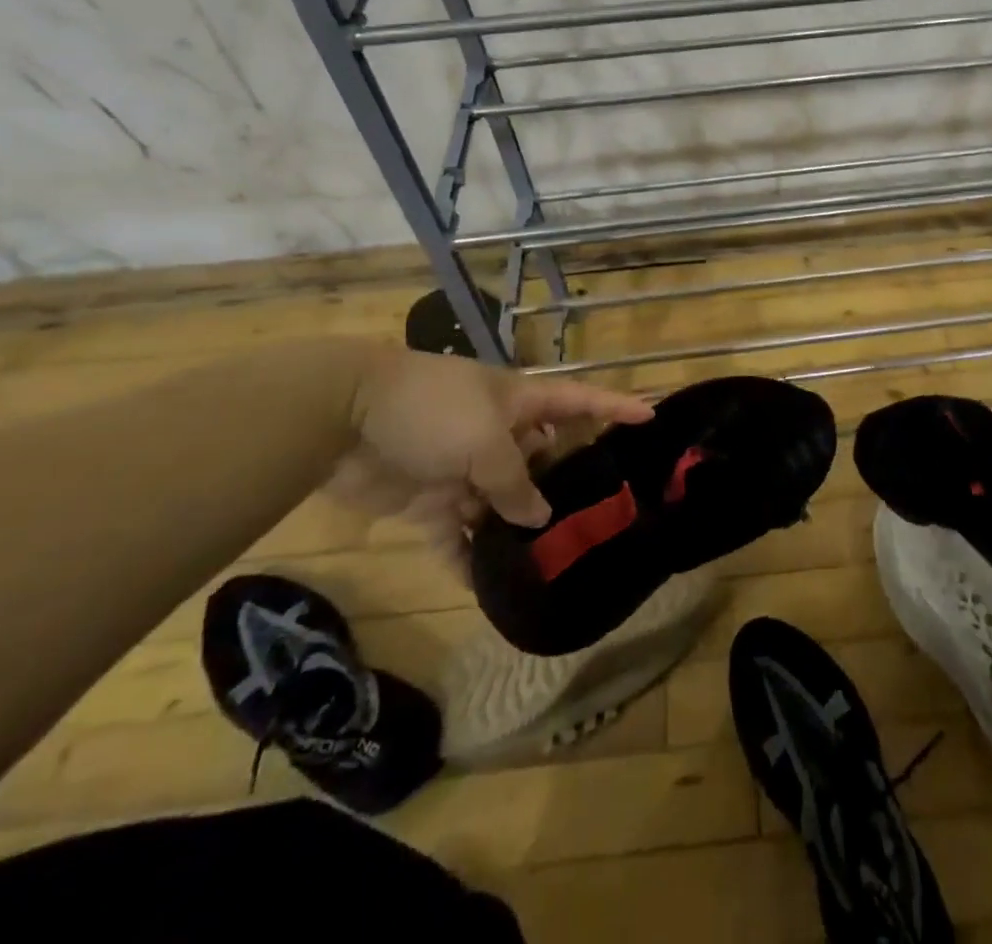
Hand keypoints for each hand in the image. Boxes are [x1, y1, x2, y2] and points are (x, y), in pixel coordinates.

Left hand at [340, 348, 652, 549]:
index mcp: (517, 403)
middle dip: (567, 485)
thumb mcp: (485, 441)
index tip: (650, 418)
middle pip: (544, 459)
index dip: (614, 407)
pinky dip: (468, 561)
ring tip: (552, 565)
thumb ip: (516, 483)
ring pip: (503, 504)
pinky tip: (488, 591)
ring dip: (519, 532)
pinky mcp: (429, 501)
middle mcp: (497, 434)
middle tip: (600, 521)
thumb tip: (537, 517)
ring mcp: (463, 468)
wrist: (341, 418)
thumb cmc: (431, 411)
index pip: (578, 401)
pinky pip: (456, 536)